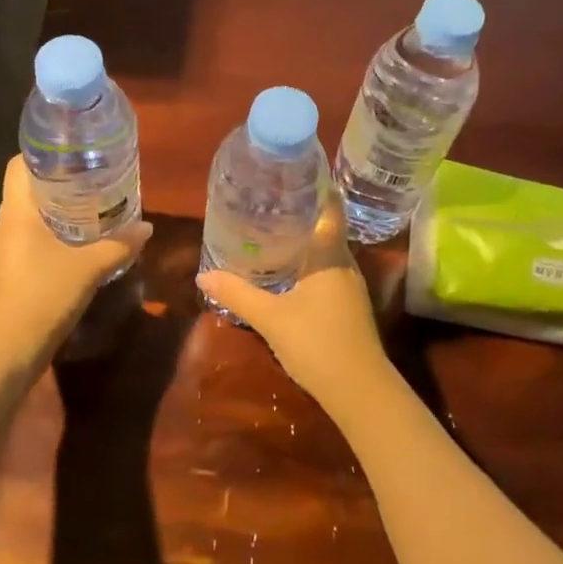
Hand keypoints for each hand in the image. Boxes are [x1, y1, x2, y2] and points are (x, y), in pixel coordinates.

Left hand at [0, 155, 152, 371]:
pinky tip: (73, 246)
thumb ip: (119, 245)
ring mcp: (1, 251)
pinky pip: (26, 241)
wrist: (10, 350)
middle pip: (25, 189)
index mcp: (16, 213)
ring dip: (53, 211)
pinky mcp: (5, 273)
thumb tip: (147, 228)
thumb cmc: (45, 296)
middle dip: (57, 182)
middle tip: (91, 179)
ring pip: (26, 217)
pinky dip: (47, 236)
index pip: (18, 165)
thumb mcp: (90, 268)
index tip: (73, 153)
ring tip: (88, 209)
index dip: (42, 154)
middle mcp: (3, 226)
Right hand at [198, 189, 392, 415]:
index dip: (318, 186)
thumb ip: (237, 295)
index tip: (295, 172)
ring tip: (273, 231)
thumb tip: (203, 277)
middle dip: (302, 213)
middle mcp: (344, 263)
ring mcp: (350, 287)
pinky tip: (288, 272)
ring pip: (326, 252)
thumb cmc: (317, 343)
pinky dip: (308, 264)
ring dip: (304, 240)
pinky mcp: (349, 307)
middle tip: (270, 201)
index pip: (330, 208)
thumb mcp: (270, 317)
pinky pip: (326, 272)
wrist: (360, 391)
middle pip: (326, 227)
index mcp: (329, 255)